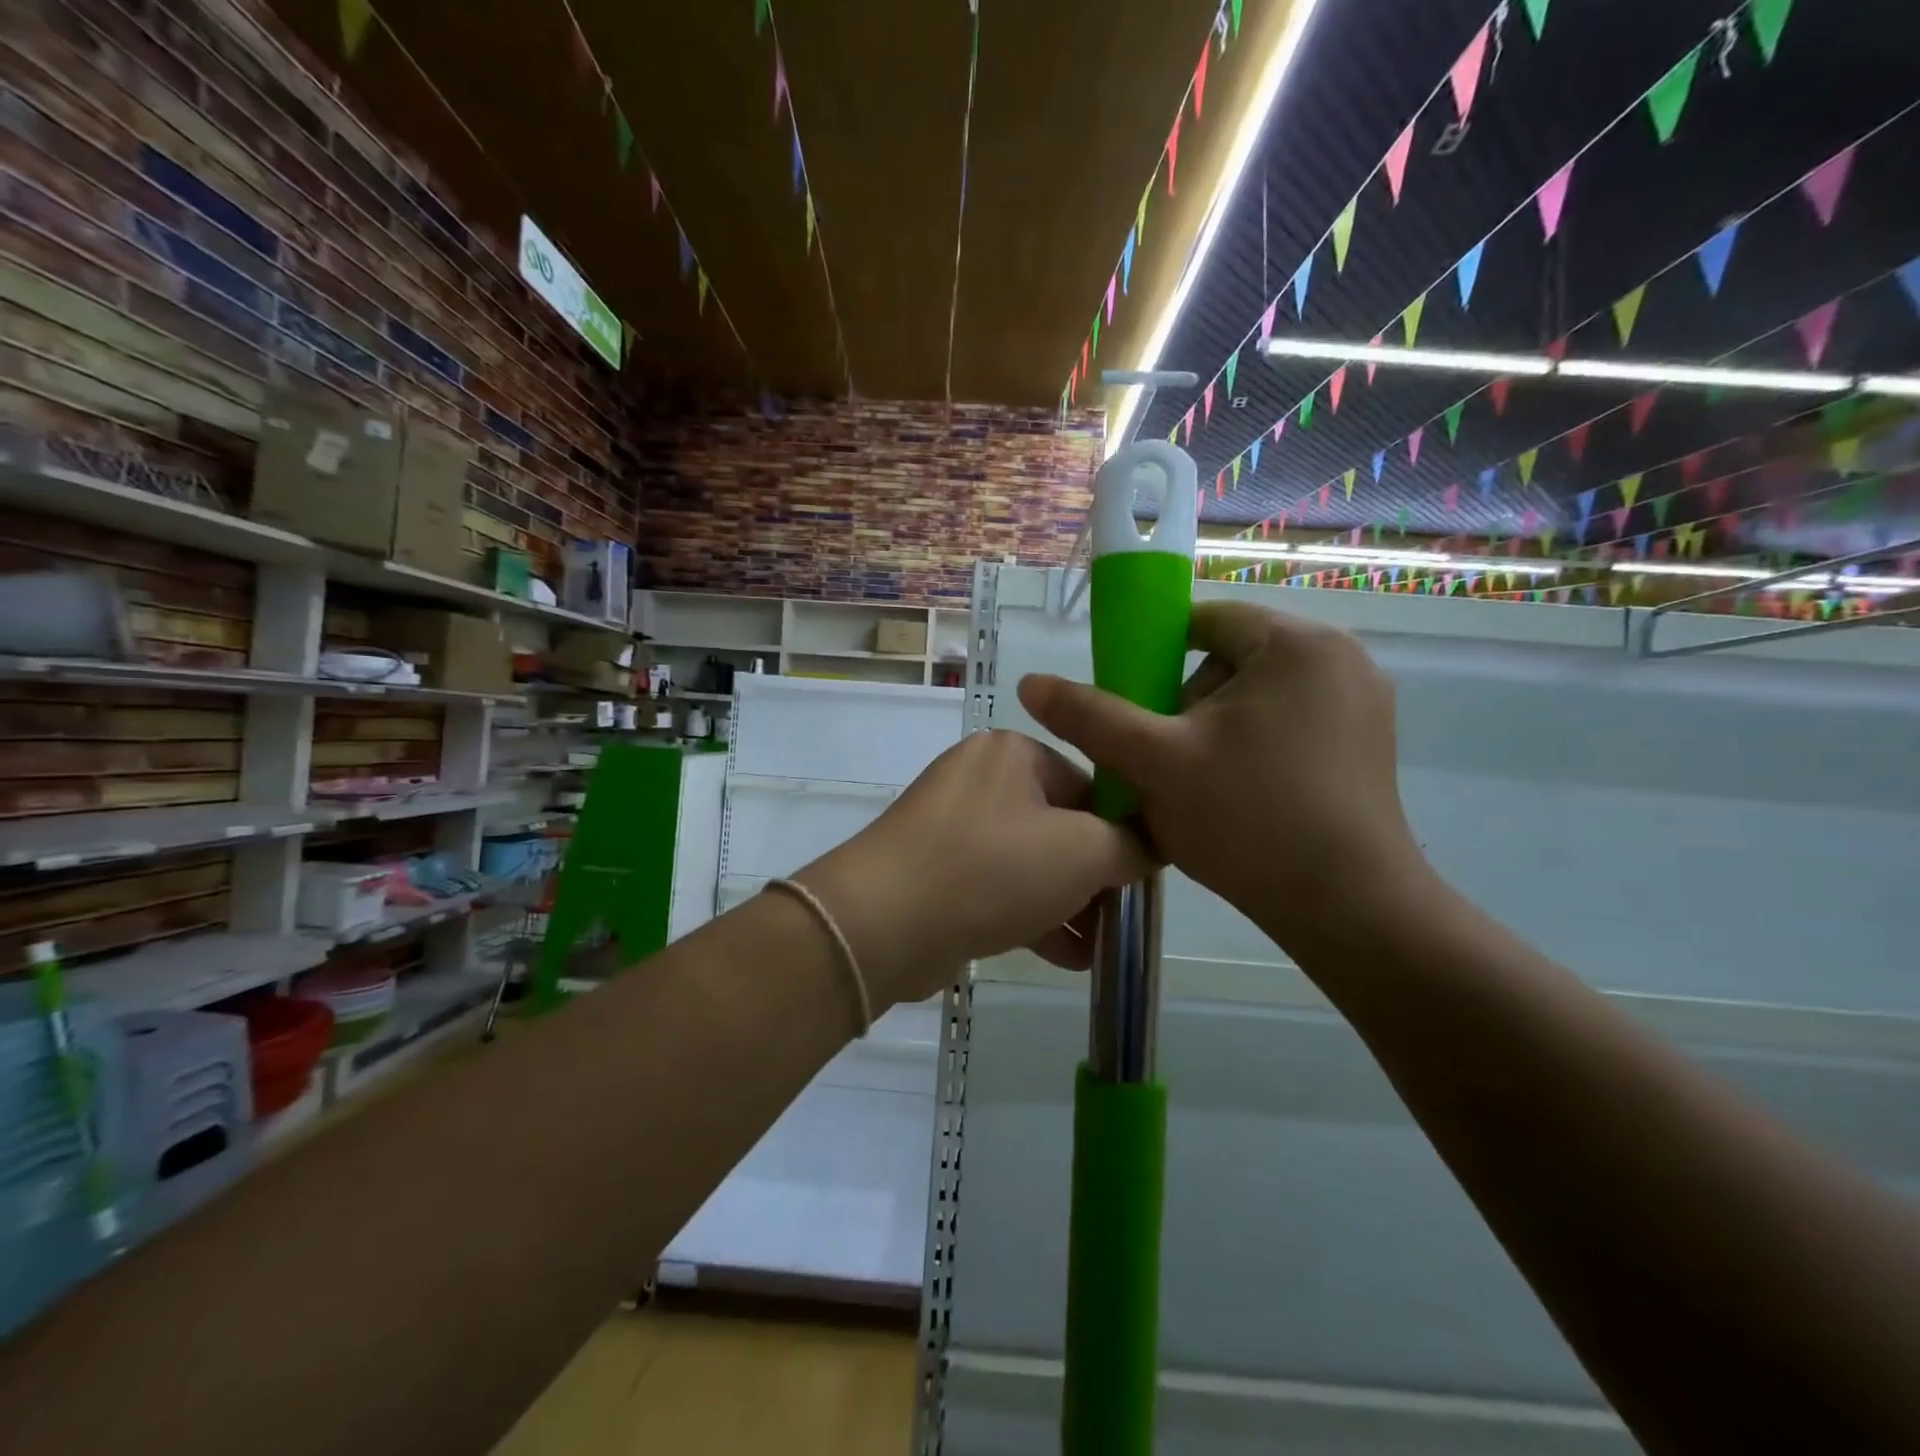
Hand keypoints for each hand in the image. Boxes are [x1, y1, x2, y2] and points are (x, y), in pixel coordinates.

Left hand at [798, 730, 1150, 1006]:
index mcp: (1014, 752)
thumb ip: (1130, 845)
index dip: (1122, 834)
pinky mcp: (934, 869)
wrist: (884, 921)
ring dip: (1068, 903)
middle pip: (1059, 825)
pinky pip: (997, 886)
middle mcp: (980, 778)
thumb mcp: (1083, 852)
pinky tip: (1067, 957)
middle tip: (1121, 918)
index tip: (1141, 880)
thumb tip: (1148, 846)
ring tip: (1100, 946)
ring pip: (1028, 861)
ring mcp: (951, 825)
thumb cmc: (994, 869)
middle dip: (1094, 877)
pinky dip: (1031, 915)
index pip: (1090, 785)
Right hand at [1017, 600, 1428, 948]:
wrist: (1348, 909)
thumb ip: (1090, 716)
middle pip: (1231, 660)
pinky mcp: (1368, 743)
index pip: (1204, 621)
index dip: (1154, 657)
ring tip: (1196, 785)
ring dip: (1215, 730)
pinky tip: (1237, 796)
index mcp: (1296, 643)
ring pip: (1257, 697)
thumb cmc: (1247, 819)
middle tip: (1163, 758)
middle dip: (1186, 703)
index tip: (1133, 707)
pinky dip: (1252, 748)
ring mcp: (1362, 703)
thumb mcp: (1154, 762)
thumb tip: (1029, 683)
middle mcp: (1339, 658)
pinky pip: (1288, 724)